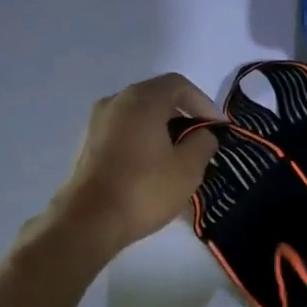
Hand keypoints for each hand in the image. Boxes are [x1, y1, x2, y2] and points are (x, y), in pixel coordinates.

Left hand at [40, 74, 223, 258]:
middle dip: (184, 116)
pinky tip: (153, 168)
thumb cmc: (144, 189)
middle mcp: (115, 102)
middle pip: (157, 97)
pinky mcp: (88, 145)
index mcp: (142, 100)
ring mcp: (97, 123)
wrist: (89, 221)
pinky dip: (143, 141)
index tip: (218, 129)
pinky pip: (124, 133)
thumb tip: (202, 134)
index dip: (204, 103)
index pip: (179, 85)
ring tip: (179, 157)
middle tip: (201, 142)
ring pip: (139, 116)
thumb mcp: (189, 167)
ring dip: (163, 130)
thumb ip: (204, 142)